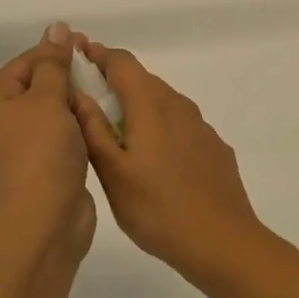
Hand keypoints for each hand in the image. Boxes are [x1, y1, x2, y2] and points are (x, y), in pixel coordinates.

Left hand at [0, 25, 95, 267]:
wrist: (43, 220)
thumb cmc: (41, 152)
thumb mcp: (48, 98)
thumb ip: (54, 62)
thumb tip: (56, 27)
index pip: (24, 62)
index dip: (57, 52)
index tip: (90, 47)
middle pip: (35, 87)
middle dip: (67, 79)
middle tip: (100, 72)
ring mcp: (13, 150)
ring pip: (48, 114)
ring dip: (74, 105)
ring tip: (102, 98)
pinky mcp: (35, 170)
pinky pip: (55, 138)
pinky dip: (74, 130)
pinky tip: (96, 126)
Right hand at [68, 40, 270, 281]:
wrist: (223, 243)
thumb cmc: (157, 209)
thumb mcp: (112, 172)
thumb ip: (92, 128)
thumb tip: (75, 91)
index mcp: (150, 105)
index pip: (122, 62)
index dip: (99, 55)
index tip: (78, 55)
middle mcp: (178, 106)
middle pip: (144, 80)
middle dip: (116, 81)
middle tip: (89, 97)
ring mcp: (201, 127)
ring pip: (164, 103)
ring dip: (139, 105)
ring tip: (118, 131)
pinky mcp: (215, 149)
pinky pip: (181, 126)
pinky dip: (161, 128)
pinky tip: (155, 158)